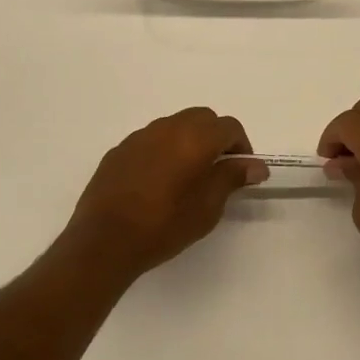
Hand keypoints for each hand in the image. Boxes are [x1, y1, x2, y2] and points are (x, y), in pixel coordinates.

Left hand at [60, 108, 265, 282]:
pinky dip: (163, 150)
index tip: (241, 172)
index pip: (229, 127)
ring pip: (174, 125)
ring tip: (187, 176)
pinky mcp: (119, 150)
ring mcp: (139, 137)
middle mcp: (167, 128)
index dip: (241, 146)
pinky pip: (150, 140)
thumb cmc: (164, 226)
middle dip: (215, 137)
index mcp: (194, 139)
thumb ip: (232, 178)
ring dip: (188, 141)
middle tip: (217, 170)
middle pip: (202, 118)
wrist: (104, 240)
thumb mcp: (207, 207)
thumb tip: (255, 165)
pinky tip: (157, 182)